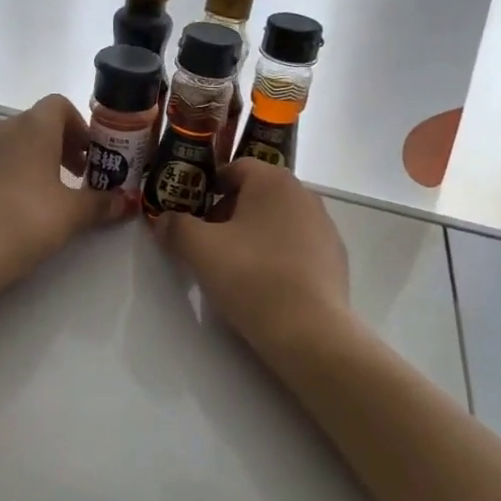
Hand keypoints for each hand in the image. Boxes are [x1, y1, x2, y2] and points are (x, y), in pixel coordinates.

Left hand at [0, 94, 129, 287]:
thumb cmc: (26, 220)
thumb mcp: (72, 214)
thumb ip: (101, 203)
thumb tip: (126, 202)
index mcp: (33, 127)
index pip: (59, 105)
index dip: (79, 126)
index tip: (91, 156)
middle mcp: (3, 128)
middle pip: (38, 124)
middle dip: (62, 145)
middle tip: (77, 178)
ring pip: (14, 143)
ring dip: (36, 159)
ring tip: (48, 195)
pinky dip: (11, 174)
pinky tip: (17, 208)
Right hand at [151, 159, 349, 349]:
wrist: (310, 332)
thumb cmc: (252, 277)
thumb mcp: (200, 250)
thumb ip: (176, 228)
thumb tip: (164, 220)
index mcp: (273, 181)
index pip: (235, 169)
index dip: (209, 188)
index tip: (192, 214)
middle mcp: (304, 195)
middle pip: (257, 194)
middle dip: (229, 213)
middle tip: (208, 243)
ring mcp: (325, 227)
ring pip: (278, 221)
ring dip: (254, 235)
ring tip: (235, 267)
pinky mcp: (335, 258)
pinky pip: (297, 246)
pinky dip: (278, 256)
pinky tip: (266, 285)